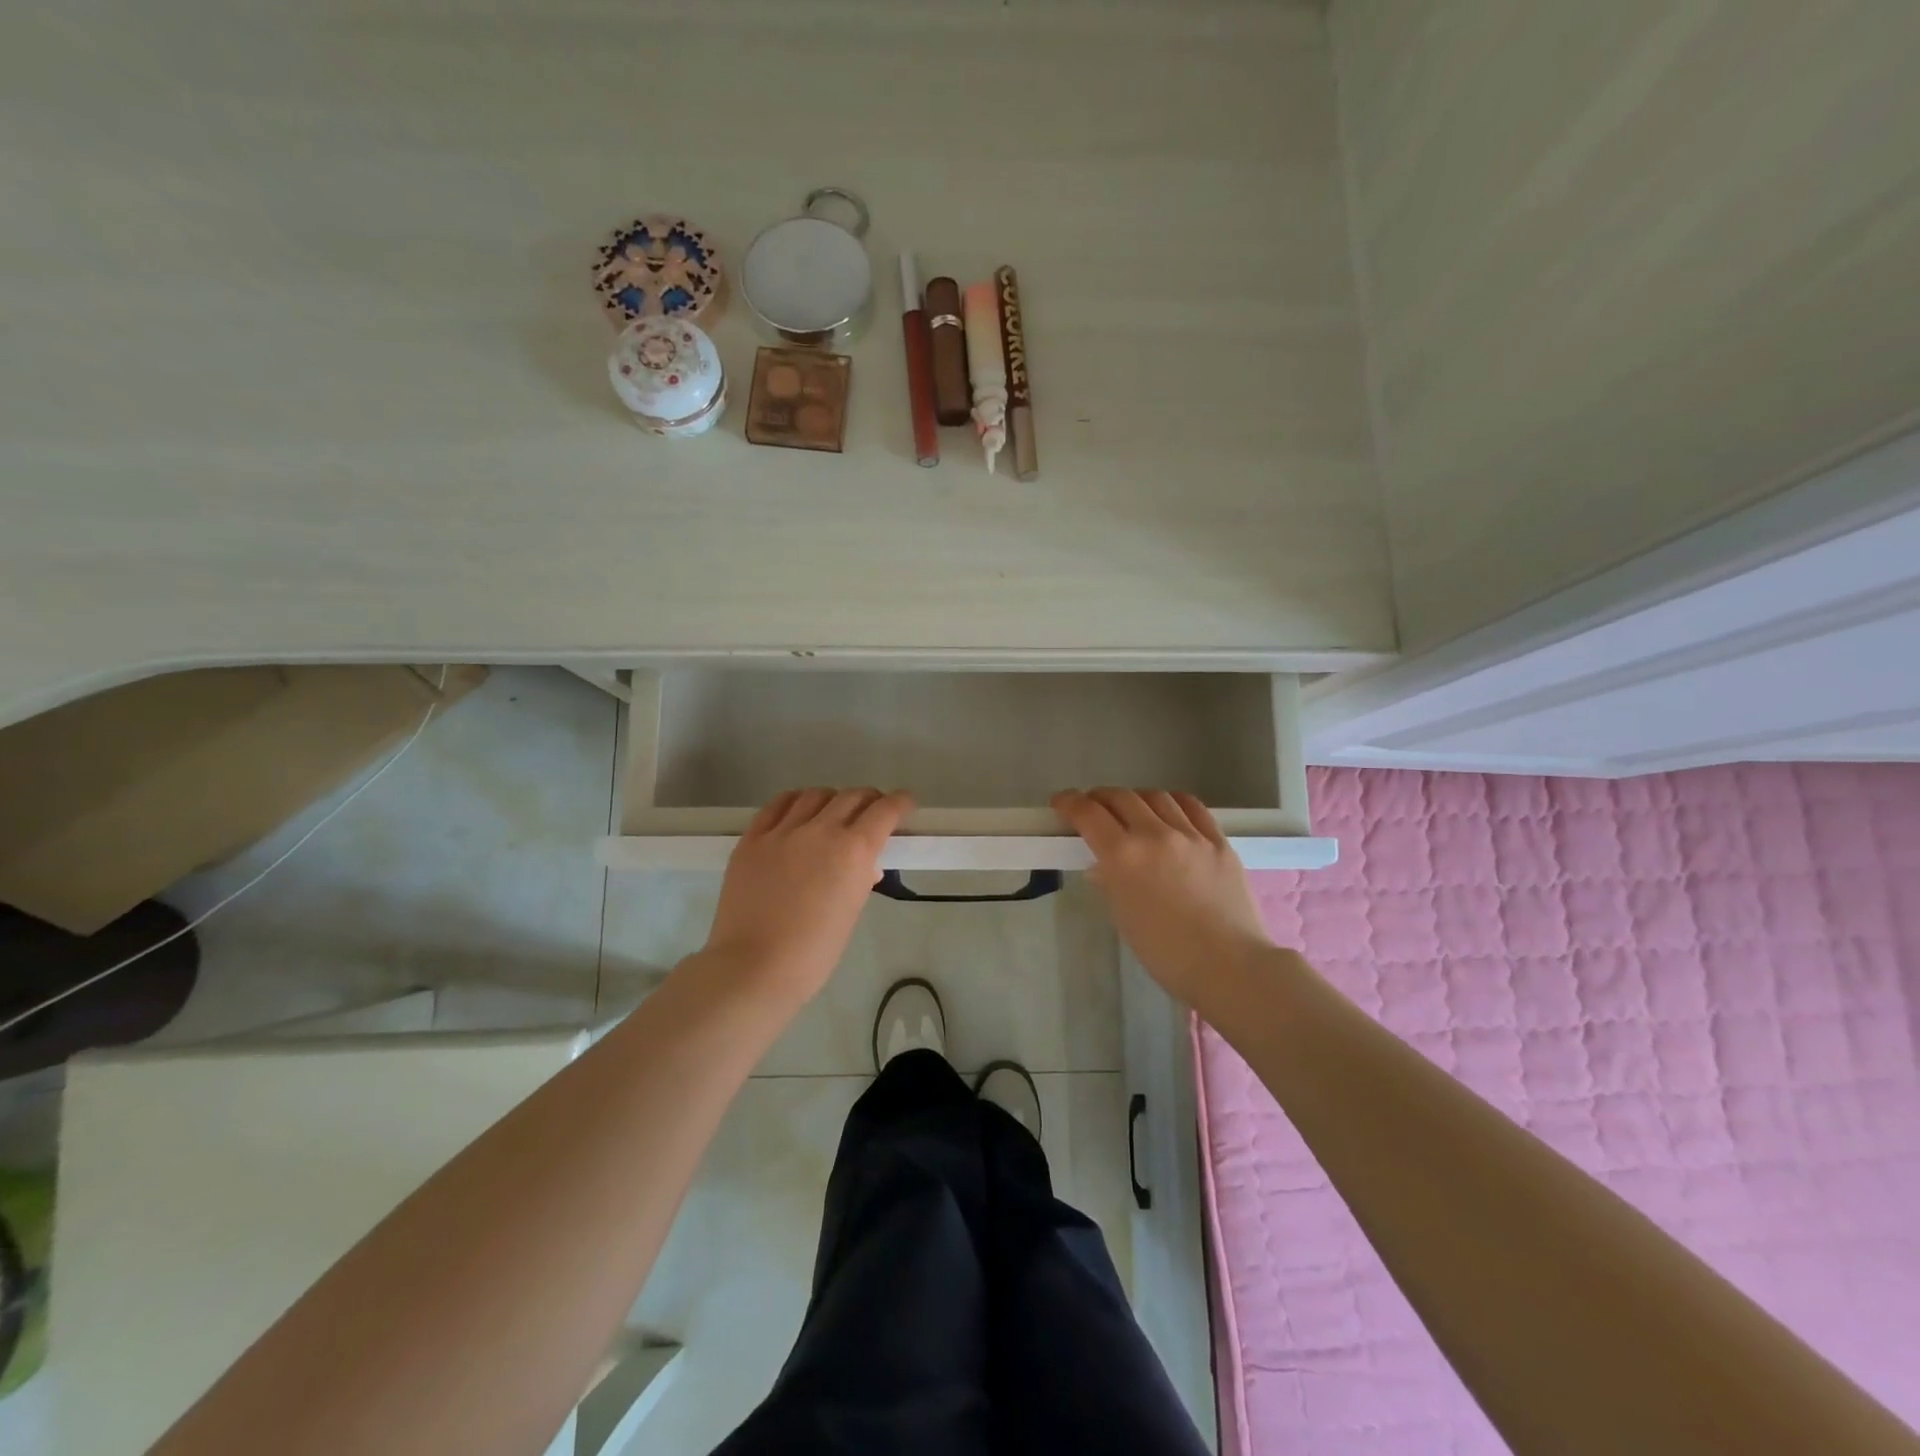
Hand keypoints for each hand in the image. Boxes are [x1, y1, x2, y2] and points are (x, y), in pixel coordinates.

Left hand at [703, 788, 912, 1004]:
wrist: (753, 966)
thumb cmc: (813, 952)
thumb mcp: (851, 912)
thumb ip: (860, 879)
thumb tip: (865, 864)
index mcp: (853, 851)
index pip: (885, 811)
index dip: (900, 803)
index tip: (905, 804)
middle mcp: (821, 830)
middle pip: (852, 796)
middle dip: (869, 799)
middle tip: (872, 811)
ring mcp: (783, 831)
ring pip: (815, 795)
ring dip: (832, 799)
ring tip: (832, 812)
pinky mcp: (752, 838)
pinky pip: (777, 805)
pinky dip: (795, 802)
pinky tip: (798, 811)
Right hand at [1052, 788, 1273, 1005]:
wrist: (1229, 967)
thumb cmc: (1166, 954)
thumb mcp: (1124, 917)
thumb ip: (1110, 882)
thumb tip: (1103, 866)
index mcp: (1123, 857)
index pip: (1088, 813)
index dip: (1069, 802)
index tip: (1061, 803)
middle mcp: (1154, 835)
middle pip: (1120, 797)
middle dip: (1099, 798)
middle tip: (1093, 808)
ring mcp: (1190, 835)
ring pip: (1156, 796)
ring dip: (1135, 798)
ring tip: (1132, 810)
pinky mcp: (1219, 840)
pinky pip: (1192, 807)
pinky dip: (1172, 803)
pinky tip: (1169, 811)